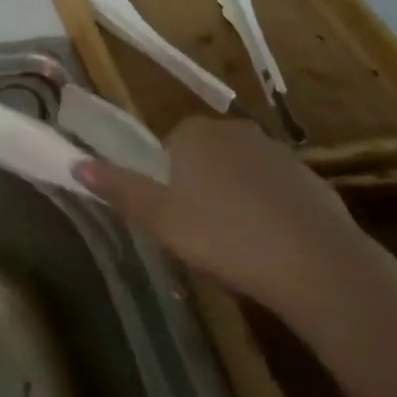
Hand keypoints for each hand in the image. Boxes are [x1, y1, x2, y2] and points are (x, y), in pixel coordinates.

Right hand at [75, 116, 374, 324]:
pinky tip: (274, 251)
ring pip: (241, 176)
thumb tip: (76, 165)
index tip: (175, 220)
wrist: (320, 266)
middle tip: (202, 237)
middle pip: (203, 159)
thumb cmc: (226, 236)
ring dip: (236, 202)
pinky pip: (276, 194)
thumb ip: (119, 189)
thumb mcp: (160, 219)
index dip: (166, 185)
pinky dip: (271, 214)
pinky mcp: (312, 181)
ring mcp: (278, 153)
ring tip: (239, 250)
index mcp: (194, 132)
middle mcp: (234, 130)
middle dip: (200, 191)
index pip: (167, 149)